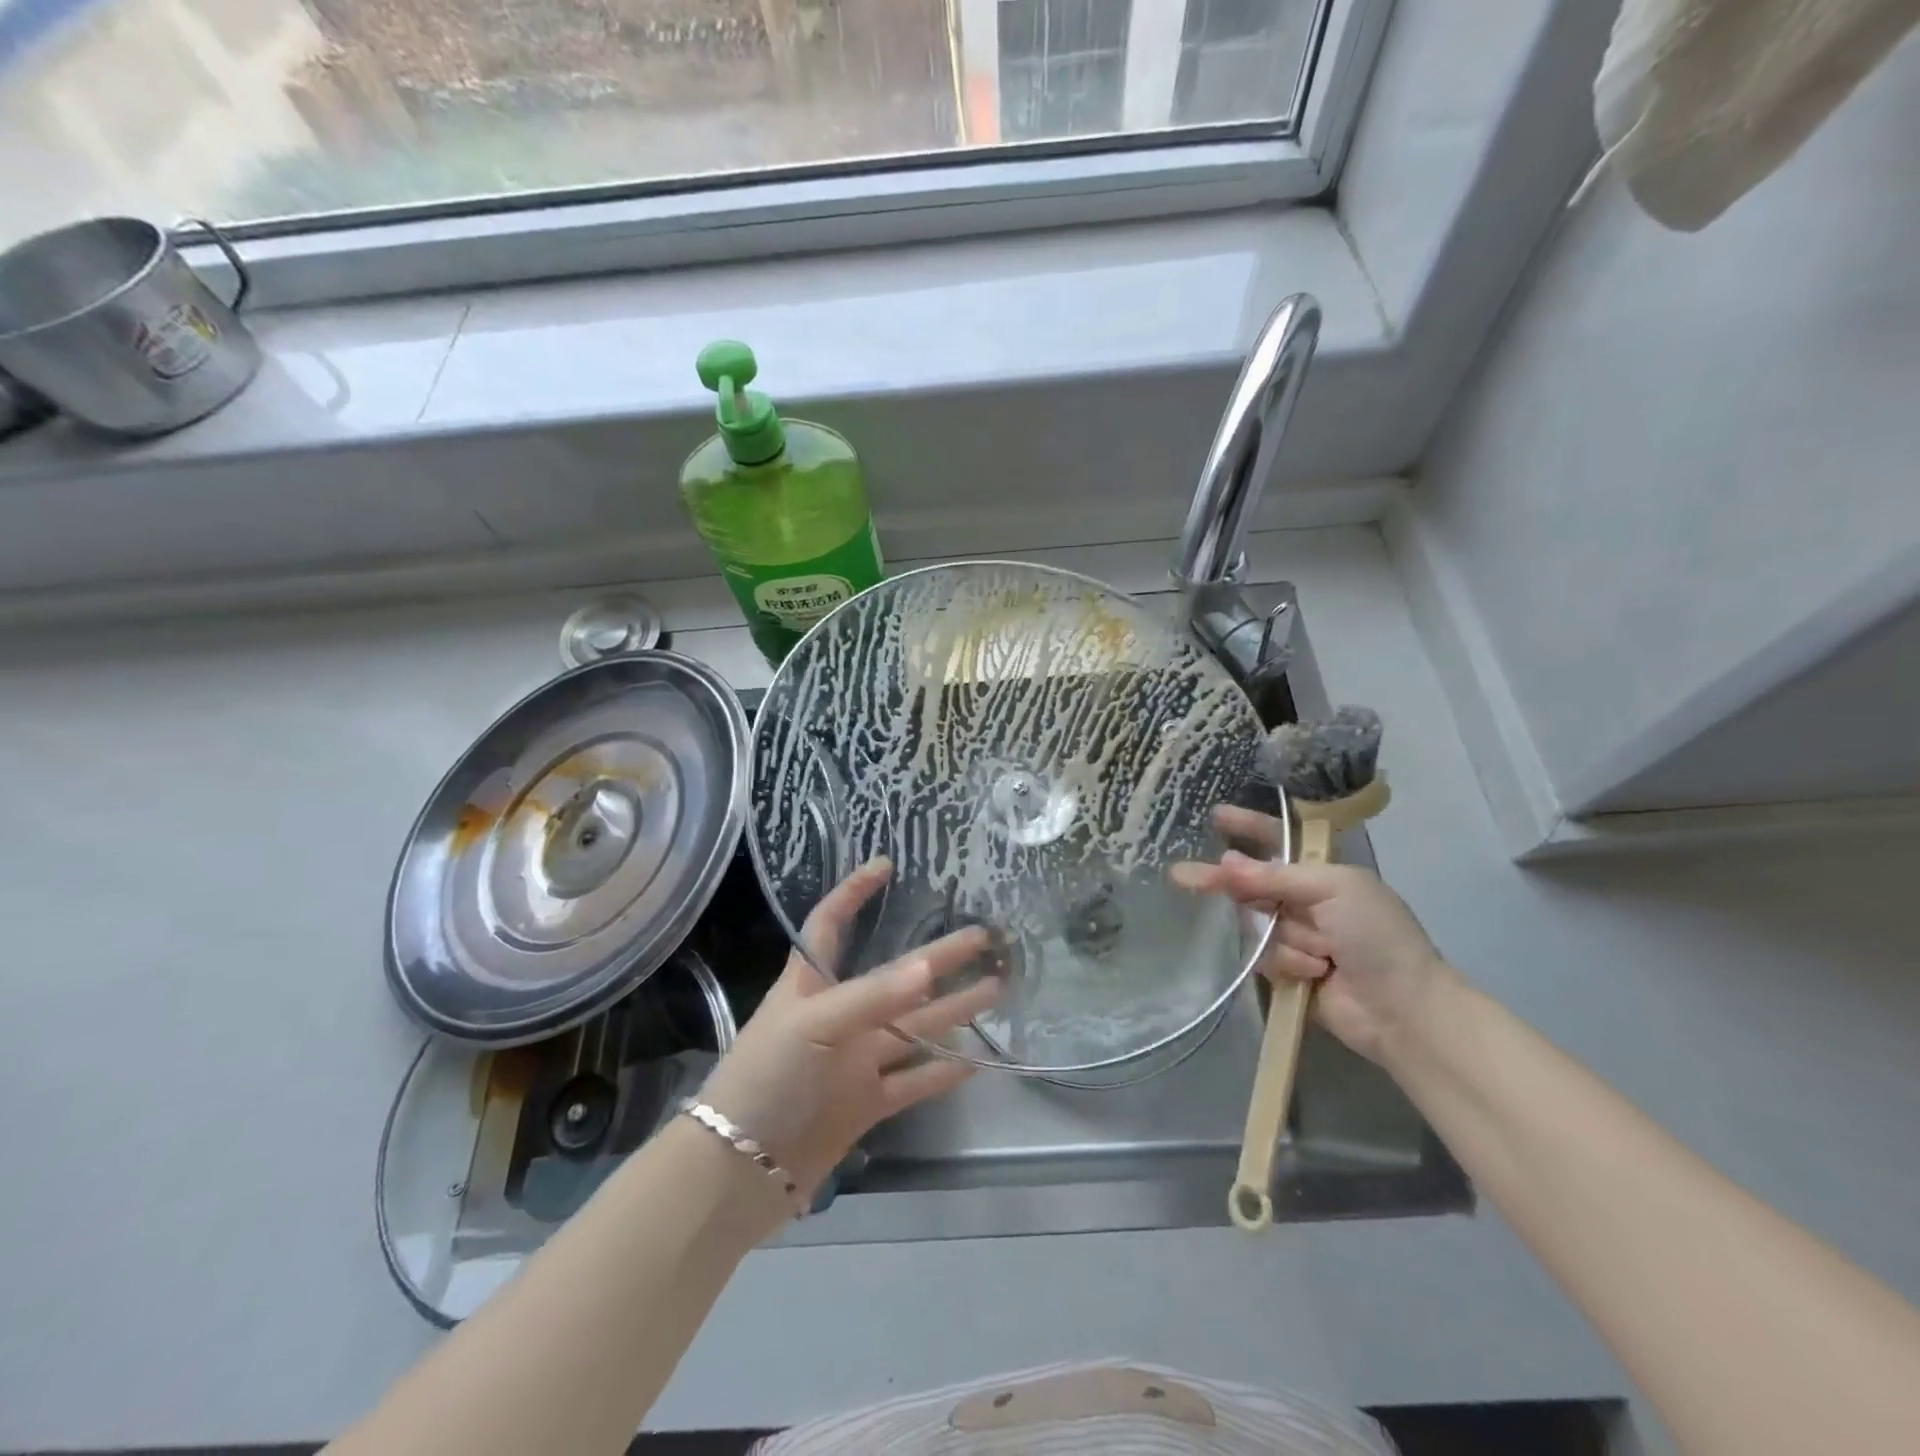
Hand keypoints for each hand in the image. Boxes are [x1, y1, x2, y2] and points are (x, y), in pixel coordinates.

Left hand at [698, 858, 999, 1209]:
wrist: (739, 1172)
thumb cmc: (765, 1078)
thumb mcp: (811, 1027)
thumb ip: (871, 998)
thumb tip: (928, 968)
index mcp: (810, 985)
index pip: (829, 924)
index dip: (853, 893)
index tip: (885, 866)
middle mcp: (837, 1016)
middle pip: (895, 976)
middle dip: (937, 956)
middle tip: (984, 938)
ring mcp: (853, 1061)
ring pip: (913, 1026)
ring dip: (953, 1010)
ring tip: (996, 990)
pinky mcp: (864, 1102)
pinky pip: (912, 1081)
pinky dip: (941, 1072)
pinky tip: (976, 1060)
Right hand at [1173, 812, 1450, 1063]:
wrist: (1401, 1008)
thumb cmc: (1377, 936)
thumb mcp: (1335, 889)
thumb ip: (1276, 876)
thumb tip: (1226, 862)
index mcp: (1321, 873)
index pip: (1277, 841)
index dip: (1248, 828)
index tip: (1216, 816)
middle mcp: (1303, 900)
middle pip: (1250, 883)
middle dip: (1224, 883)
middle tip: (1183, 877)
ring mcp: (1295, 935)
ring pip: (1255, 924)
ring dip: (1285, 939)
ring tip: (1322, 956)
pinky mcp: (1287, 969)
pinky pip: (1262, 957)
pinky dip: (1286, 964)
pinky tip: (1314, 974)